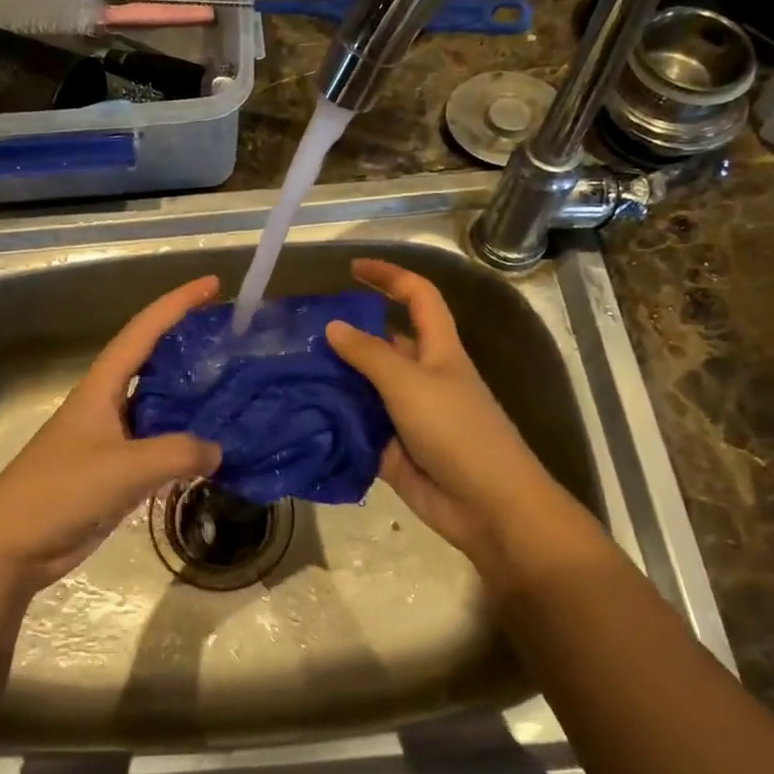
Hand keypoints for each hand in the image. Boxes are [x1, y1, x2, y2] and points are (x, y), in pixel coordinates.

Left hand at [0, 275, 223, 590]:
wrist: (12, 546)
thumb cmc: (60, 492)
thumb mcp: (123, 468)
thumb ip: (176, 453)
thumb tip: (218, 451)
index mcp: (101, 388)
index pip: (143, 331)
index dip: (177, 304)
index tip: (212, 284)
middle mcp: (107, 405)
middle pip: (153, 363)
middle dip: (189, 345)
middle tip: (234, 340)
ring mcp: (111, 439)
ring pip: (159, 407)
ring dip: (192, 398)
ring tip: (234, 391)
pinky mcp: (115, 472)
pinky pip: (159, 447)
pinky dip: (185, 444)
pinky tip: (213, 449)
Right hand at [325, 259, 554, 575]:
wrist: (486, 505)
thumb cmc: (457, 431)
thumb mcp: (410, 383)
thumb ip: (369, 355)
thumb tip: (333, 326)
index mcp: (438, 350)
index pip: (418, 297)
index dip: (390, 277)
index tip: (352, 269)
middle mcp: (421, 376)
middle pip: (382, 343)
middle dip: (347, 334)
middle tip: (298, 333)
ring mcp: (405, 414)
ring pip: (364, 387)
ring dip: (334, 379)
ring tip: (287, 370)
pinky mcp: (391, 448)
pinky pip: (357, 427)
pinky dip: (333, 421)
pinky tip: (298, 415)